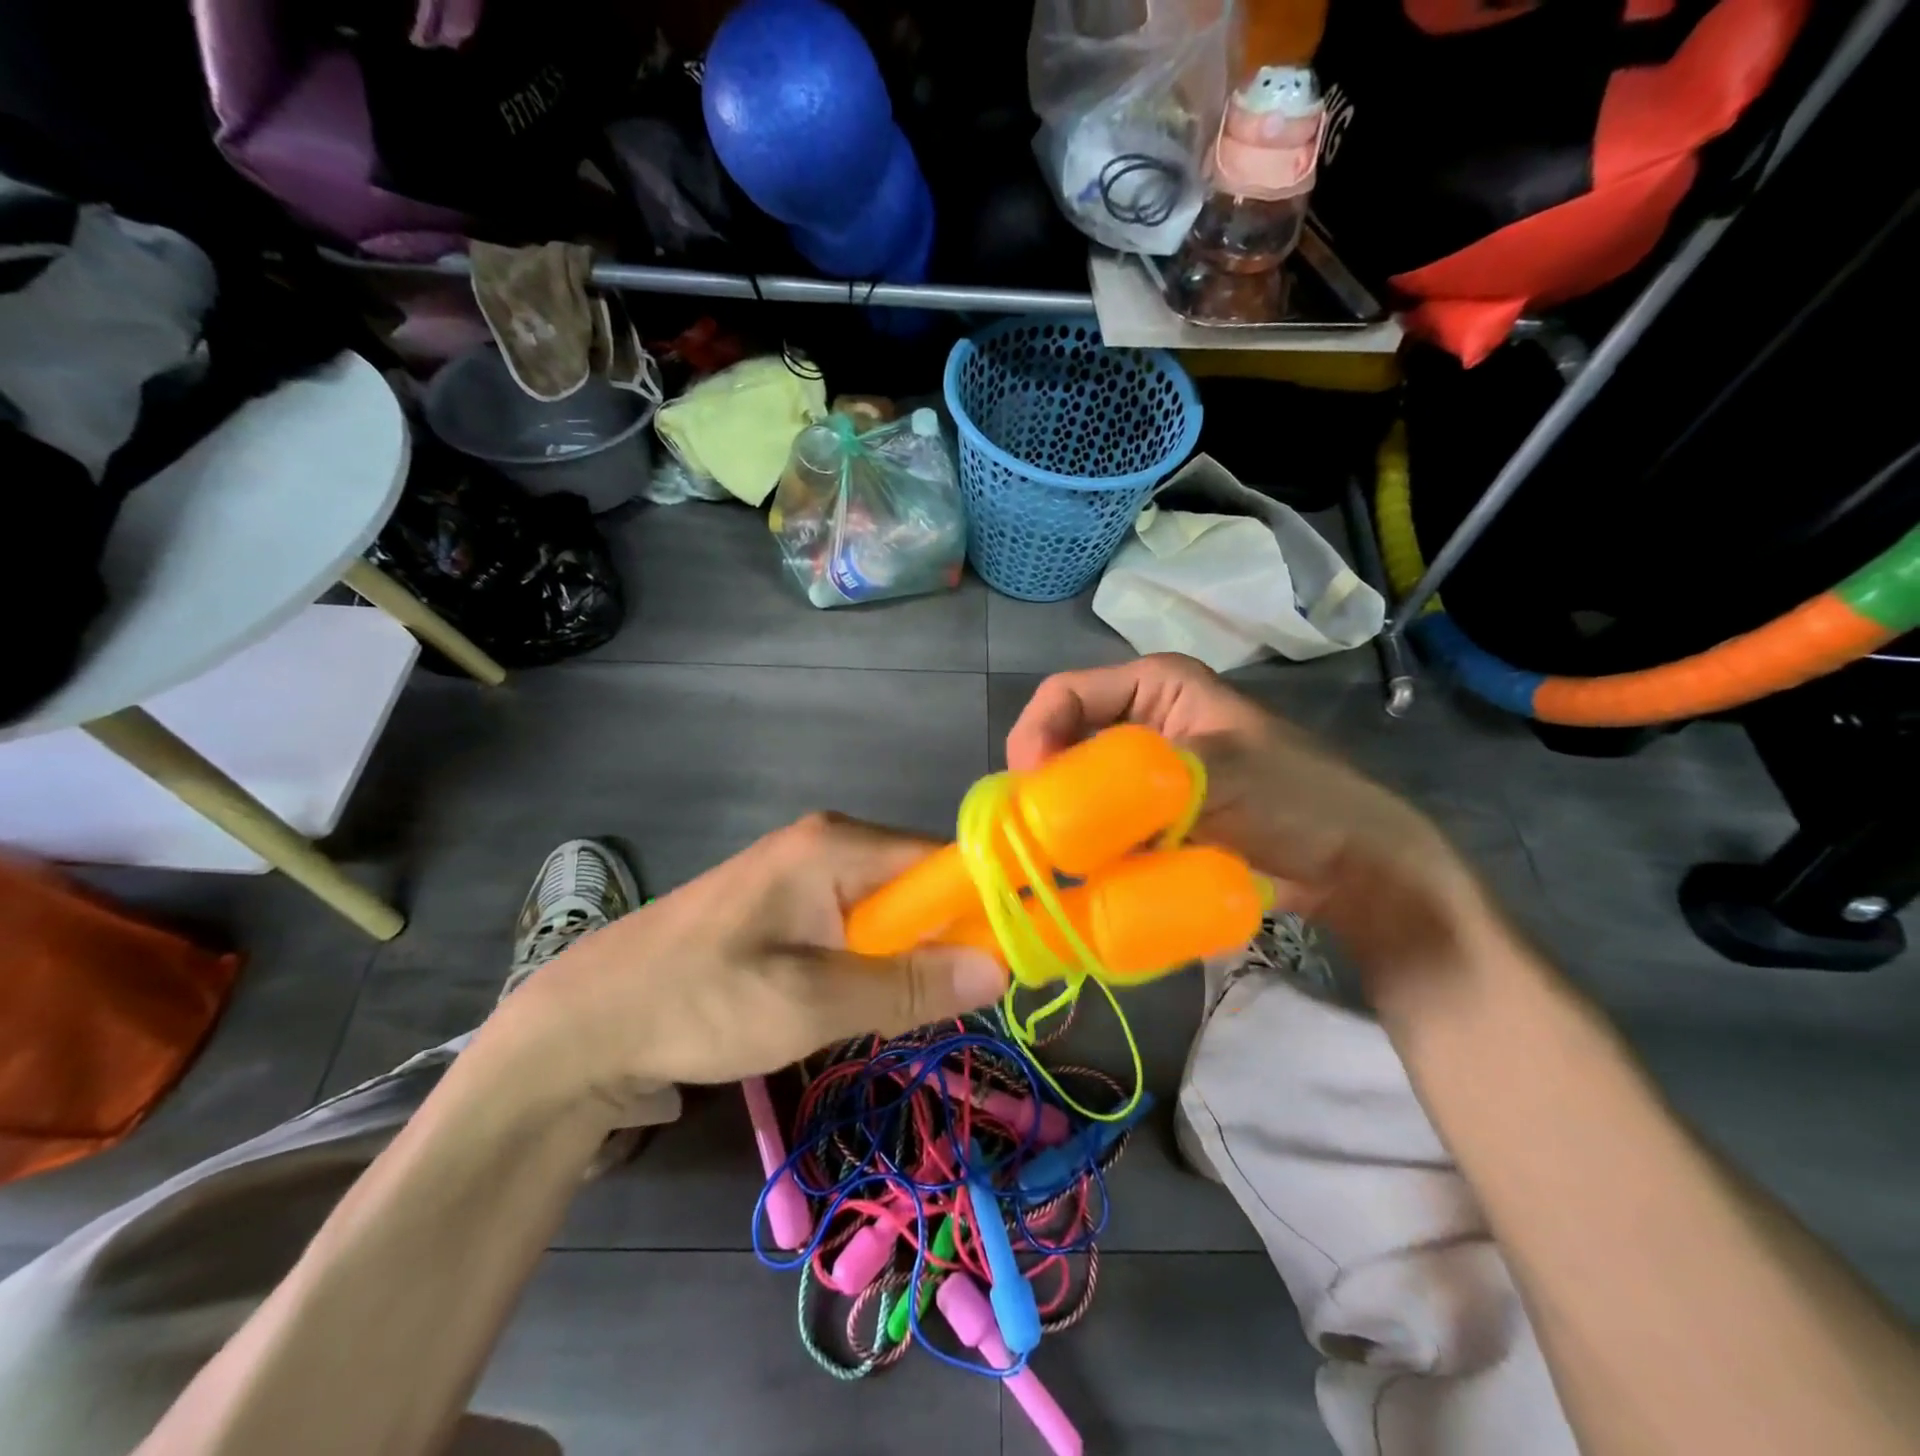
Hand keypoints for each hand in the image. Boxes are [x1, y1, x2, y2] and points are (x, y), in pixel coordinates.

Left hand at [484, 815, 1008, 1126]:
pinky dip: (870, 961)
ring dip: (904, 958)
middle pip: (919, 883)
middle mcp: (827, 842)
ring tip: (896, 1010)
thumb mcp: (811, 1001)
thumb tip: (1001, 968)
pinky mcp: (787, 903)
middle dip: (941, 941)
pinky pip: (856, 923)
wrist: (589, 1021)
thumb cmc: (700, 1001)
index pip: (943, 860)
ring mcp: (804, 871)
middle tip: (946, 1003)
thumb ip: (907, 984)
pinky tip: (854, 999)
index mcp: (836, 844)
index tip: (1013, 961)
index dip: (984, 905)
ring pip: (889, 909)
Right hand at [1006, 654, 1497, 1009]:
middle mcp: (1141, 724)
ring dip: (1065, 823)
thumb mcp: (1219, 772)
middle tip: (1036, 836)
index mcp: (1154, 687)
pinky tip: (1085, 876)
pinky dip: (1090, 849)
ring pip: (1079, 791)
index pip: (1066, 693)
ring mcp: (1144, 776)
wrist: (1353, 865)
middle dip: (1046, 787)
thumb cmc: (1296, 798)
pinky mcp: (1150, 819)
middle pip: (1064, 743)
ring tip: (1057, 862)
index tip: (1030, 789)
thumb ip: (1139, 778)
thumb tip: (1058, 803)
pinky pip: (1101, 827)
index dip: (1036, 733)